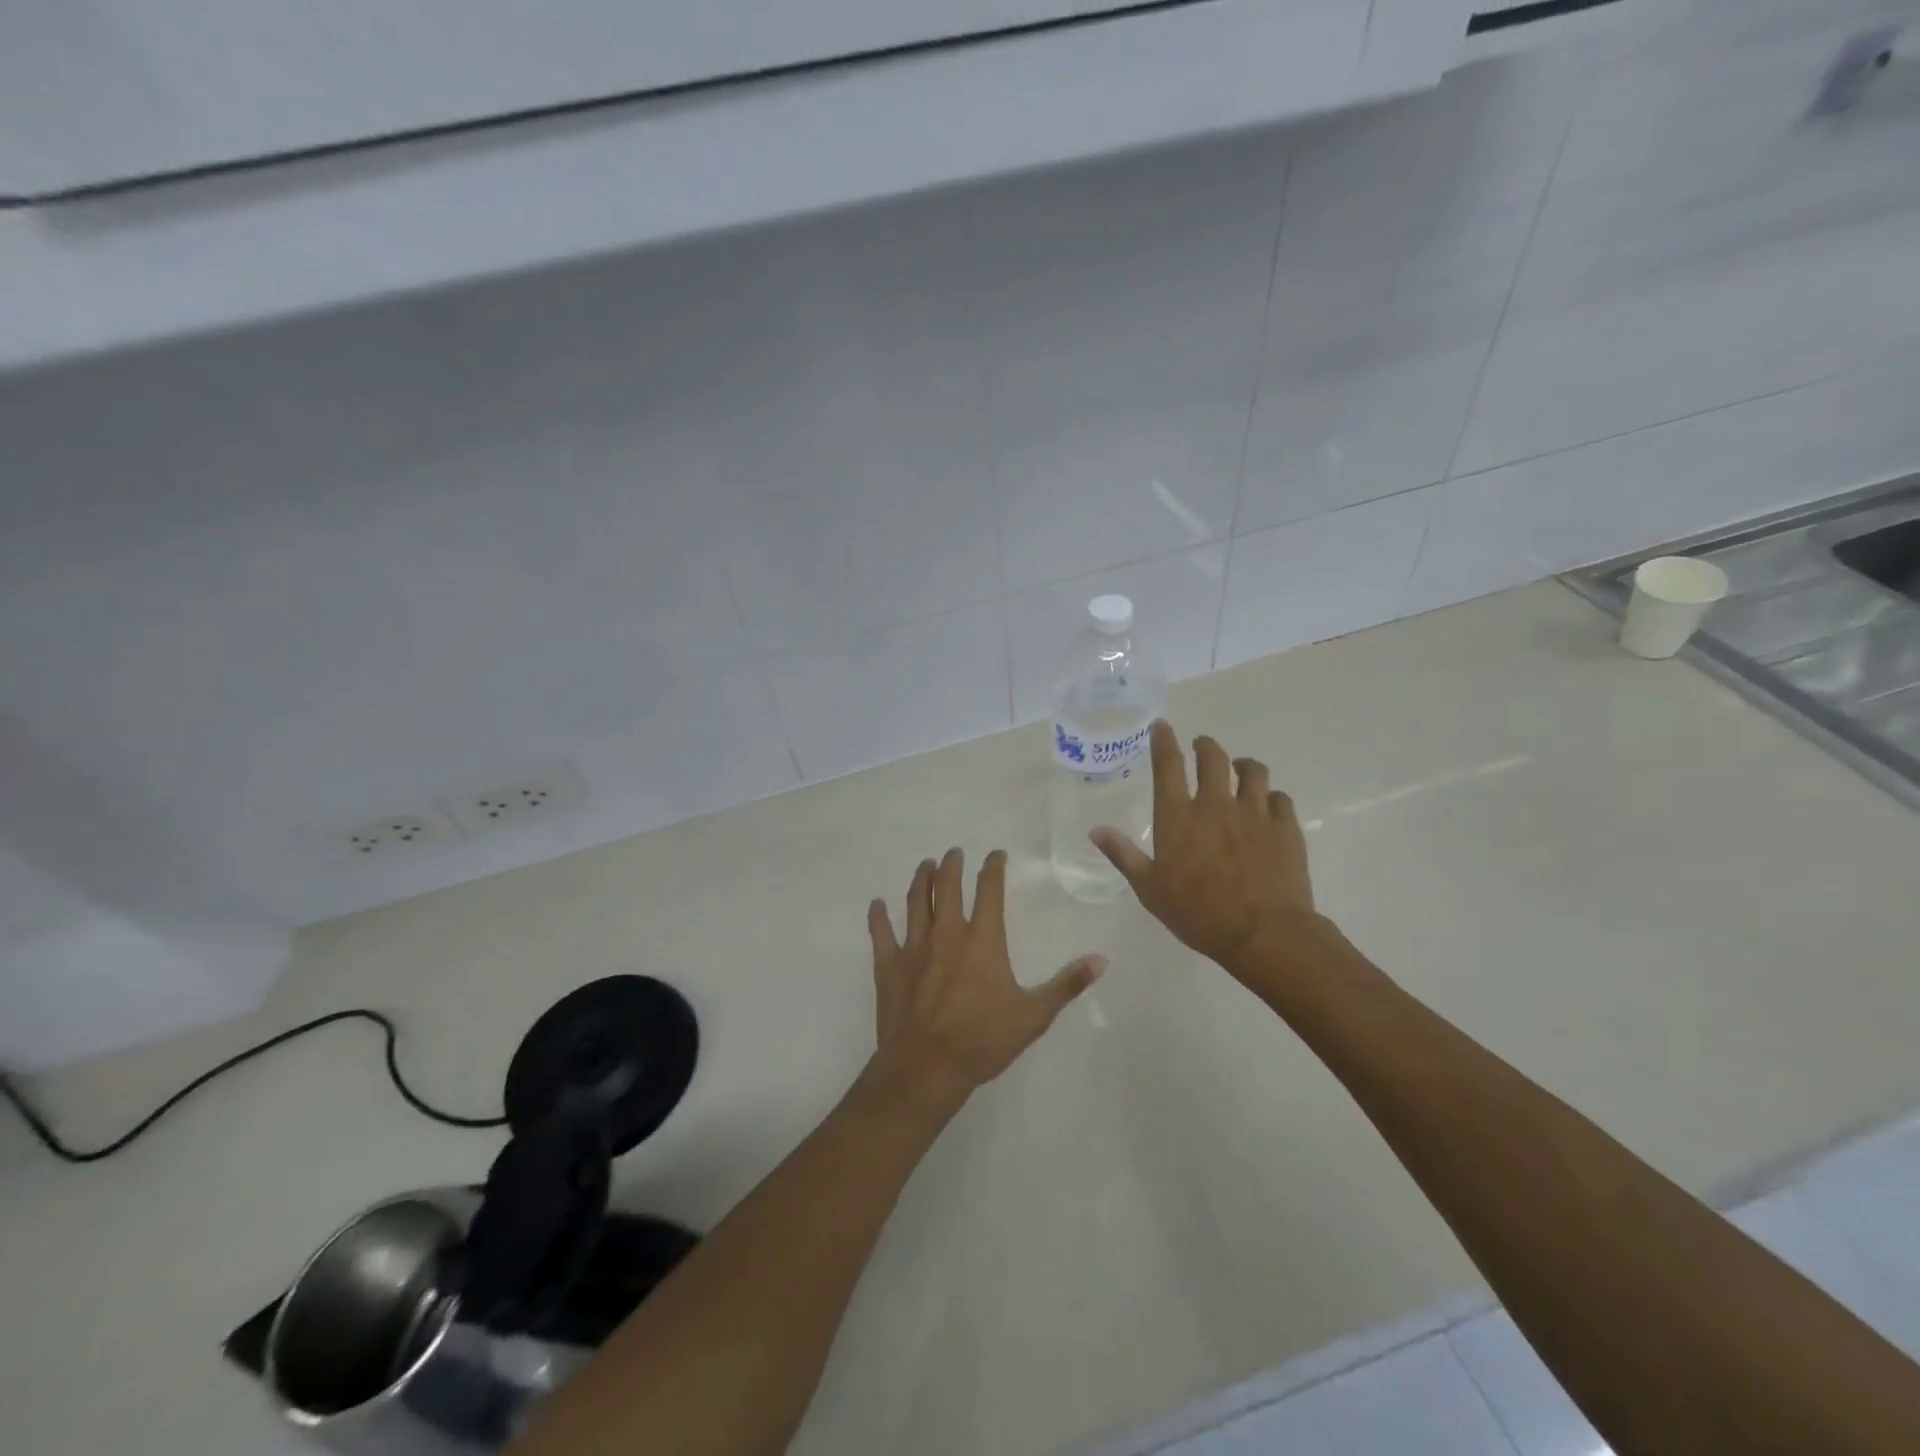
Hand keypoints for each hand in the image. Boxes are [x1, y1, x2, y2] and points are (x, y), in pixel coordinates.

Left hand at [867, 848, 1104, 1109]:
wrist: (927, 1067)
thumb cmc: (983, 1040)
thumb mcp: (1034, 1016)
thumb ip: (1067, 985)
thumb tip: (1101, 960)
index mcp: (982, 940)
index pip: (989, 890)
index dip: (993, 868)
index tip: (995, 854)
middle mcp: (947, 933)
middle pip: (947, 887)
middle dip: (952, 865)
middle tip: (954, 853)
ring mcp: (914, 947)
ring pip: (916, 902)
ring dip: (921, 880)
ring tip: (925, 866)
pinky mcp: (889, 965)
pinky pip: (881, 933)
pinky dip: (879, 916)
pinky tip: (877, 904)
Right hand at [1092, 721, 1318, 978]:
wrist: (1264, 933)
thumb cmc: (1198, 914)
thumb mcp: (1150, 889)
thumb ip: (1123, 855)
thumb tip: (1096, 830)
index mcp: (1179, 817)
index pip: (1168, 766)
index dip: (1164, 741)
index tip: (1163, 726)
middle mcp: (1216, 805)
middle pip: (1212, 758)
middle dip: (1205, 746)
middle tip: (1202, 746)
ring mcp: (1254, 813)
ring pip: (1252, 771)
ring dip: (1243, 765)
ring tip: (1240, 768)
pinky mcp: (1285, 827)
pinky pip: (1280, 798)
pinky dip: (1272, 796)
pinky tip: (1269, 804)